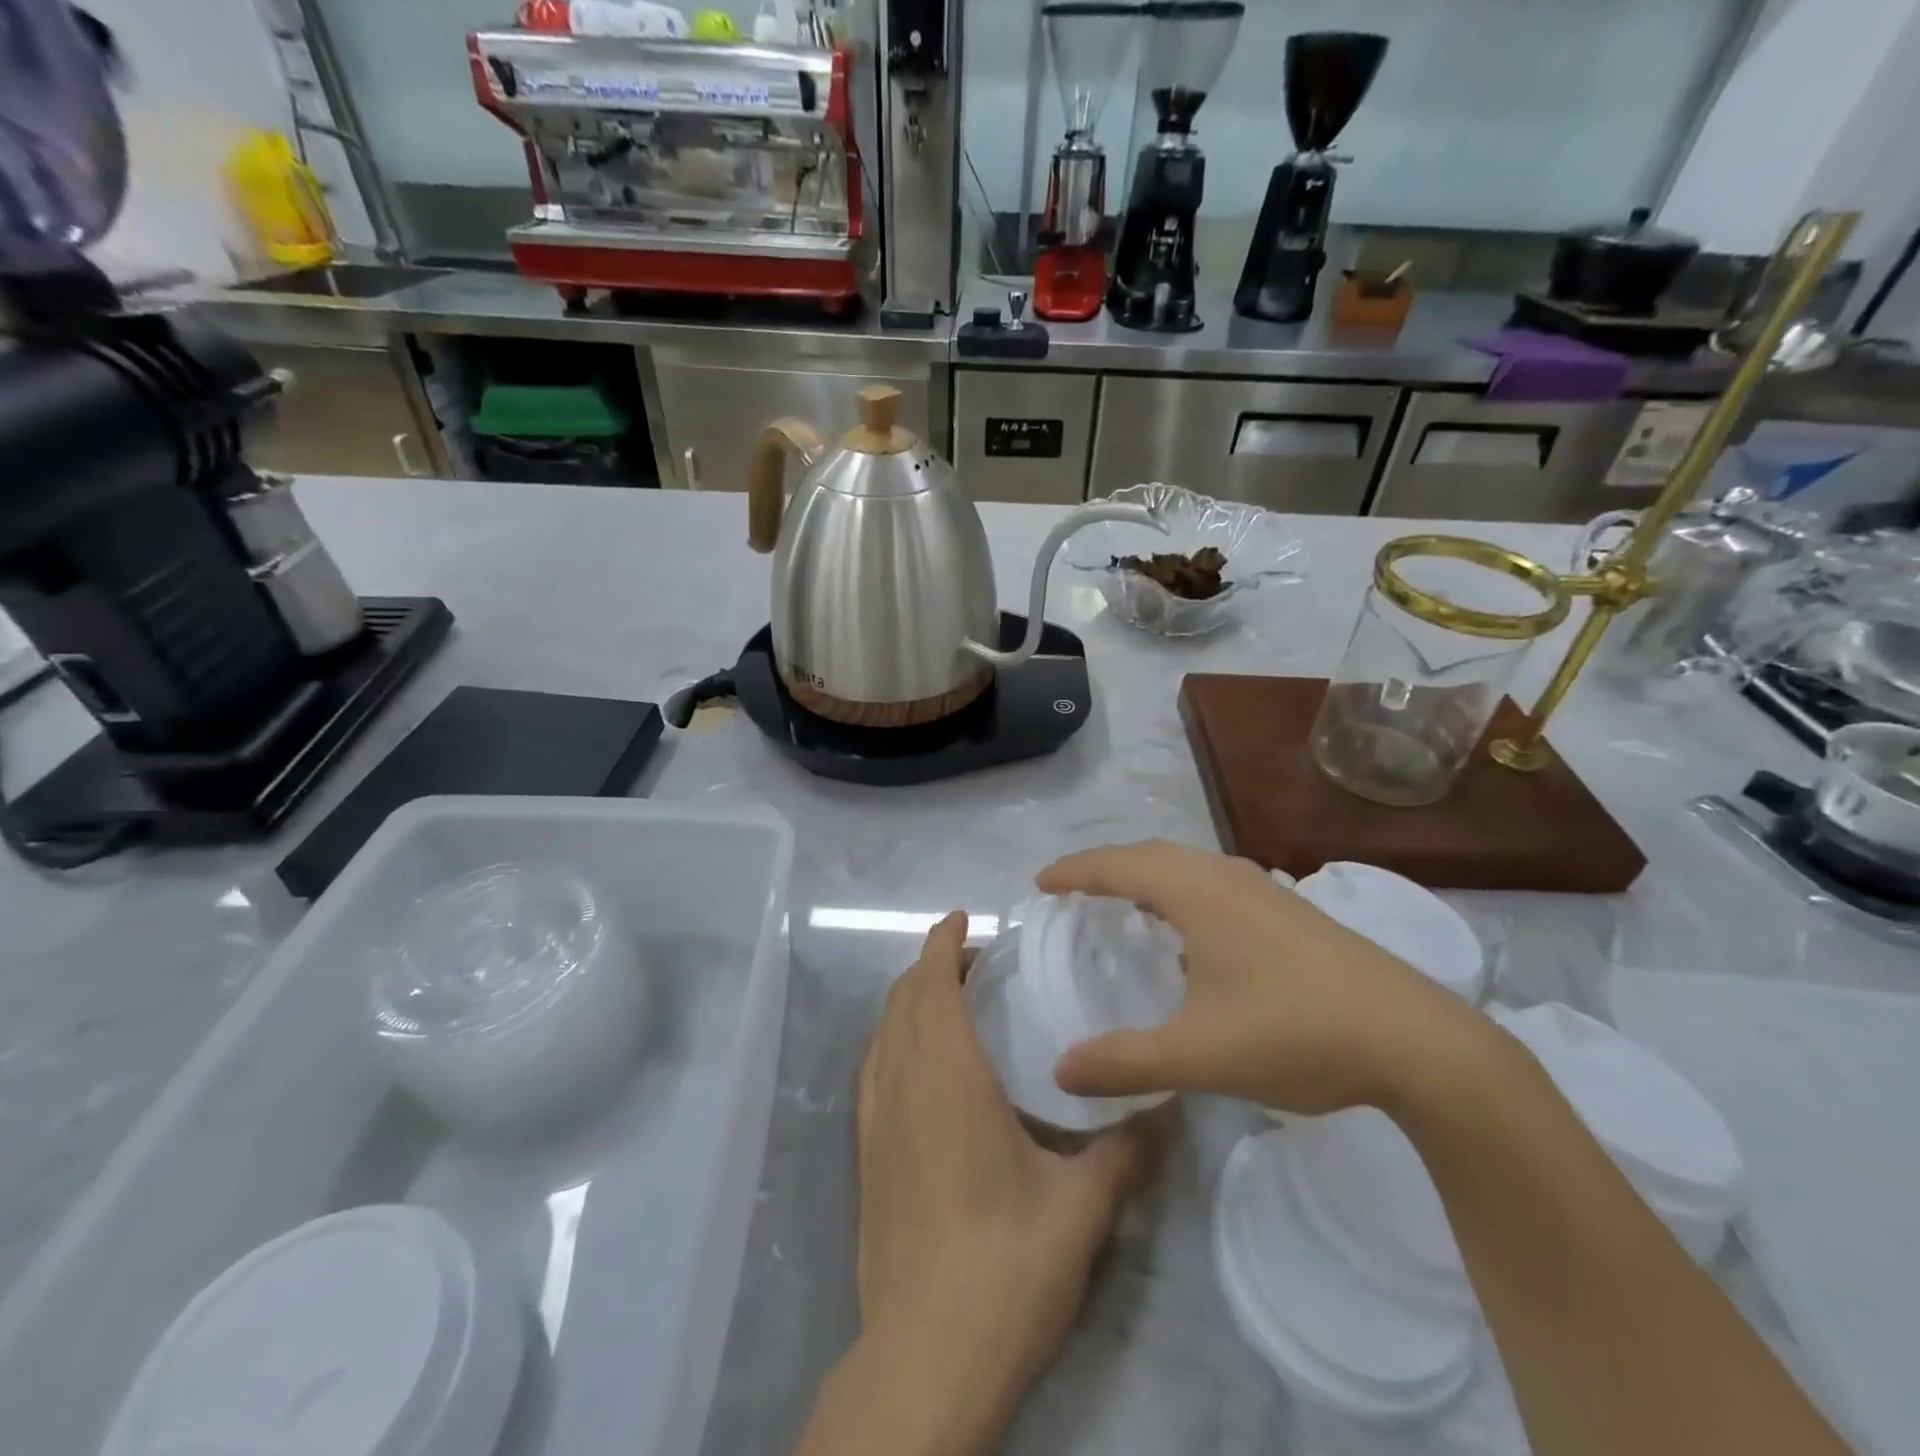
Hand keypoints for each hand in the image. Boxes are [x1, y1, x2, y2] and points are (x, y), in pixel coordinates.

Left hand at [855, 912, 1168, 1442]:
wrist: (924, 1356)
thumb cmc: (1003, 1266)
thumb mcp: (1081, 1208)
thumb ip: (1127, 1150)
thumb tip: (1170, 1106)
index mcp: (946, 1078)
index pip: (930, 985)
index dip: (940, 943)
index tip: (961, 918)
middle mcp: (901, 1085)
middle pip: (901, 1000)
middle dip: (930, 966)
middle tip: (975, 962)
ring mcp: (875, 1120)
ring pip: (882, 1032)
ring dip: (908, 1001)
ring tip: (951, 1000)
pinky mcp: (866, 1154)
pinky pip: (873, 1069)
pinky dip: (893, 1039)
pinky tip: (922, 1064)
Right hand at [1038, 841, 1488, 1115]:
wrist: (1418, 1042)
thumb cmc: (1297, 1034)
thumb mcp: (1199, 1055)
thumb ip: (1125, 1062)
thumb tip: (1060, 1071)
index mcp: (1198, 894)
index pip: (1119, 866)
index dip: (1074, 871)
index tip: (1040, 882)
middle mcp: (1228, 878)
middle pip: (1152, 855)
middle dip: (1106, 867)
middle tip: (1073, 891)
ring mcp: (1267, 892)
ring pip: (1189, 867)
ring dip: (1148, 876)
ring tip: (1123, 905)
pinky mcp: (1292, 913)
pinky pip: (1216, 884)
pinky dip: (1182, 893)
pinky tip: (1191, 935)